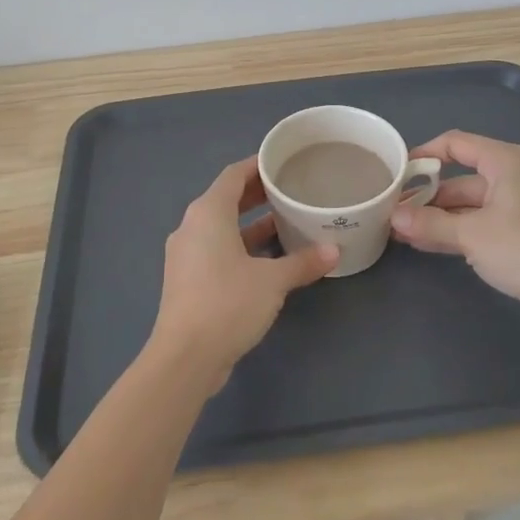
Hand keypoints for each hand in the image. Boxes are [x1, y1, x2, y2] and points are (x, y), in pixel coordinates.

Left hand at [150, 157, 337, 386]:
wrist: (185, 357)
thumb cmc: (228, 303)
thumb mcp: (272, 281)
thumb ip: (303, 262)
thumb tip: (335, 251)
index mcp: (208, 213)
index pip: (233, 175)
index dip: (257, 166)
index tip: (282, 162)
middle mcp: (192, 227)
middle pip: (226, 199)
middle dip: (257, 194)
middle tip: (290, 190)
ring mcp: (186, 255)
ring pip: (222, 227)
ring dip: (251, 224)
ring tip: (285, 221)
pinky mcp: (187, 280)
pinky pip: (216, 250)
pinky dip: (241, 247)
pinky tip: (268, 259)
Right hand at [389, 130, 519, 329]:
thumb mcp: (470, 235)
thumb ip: (429, 223)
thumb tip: (394, 216)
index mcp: (505, 161)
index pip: (456, 143)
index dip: (425, 154)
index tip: (398, 171)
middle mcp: (513, 175)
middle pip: (462, 177)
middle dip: (428, 194)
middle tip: (395, 208)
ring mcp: (519, 204)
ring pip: (470, 202)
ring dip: (439, 215)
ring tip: (404, 229)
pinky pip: (481, 221)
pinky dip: (457, 229)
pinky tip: (428, 242)